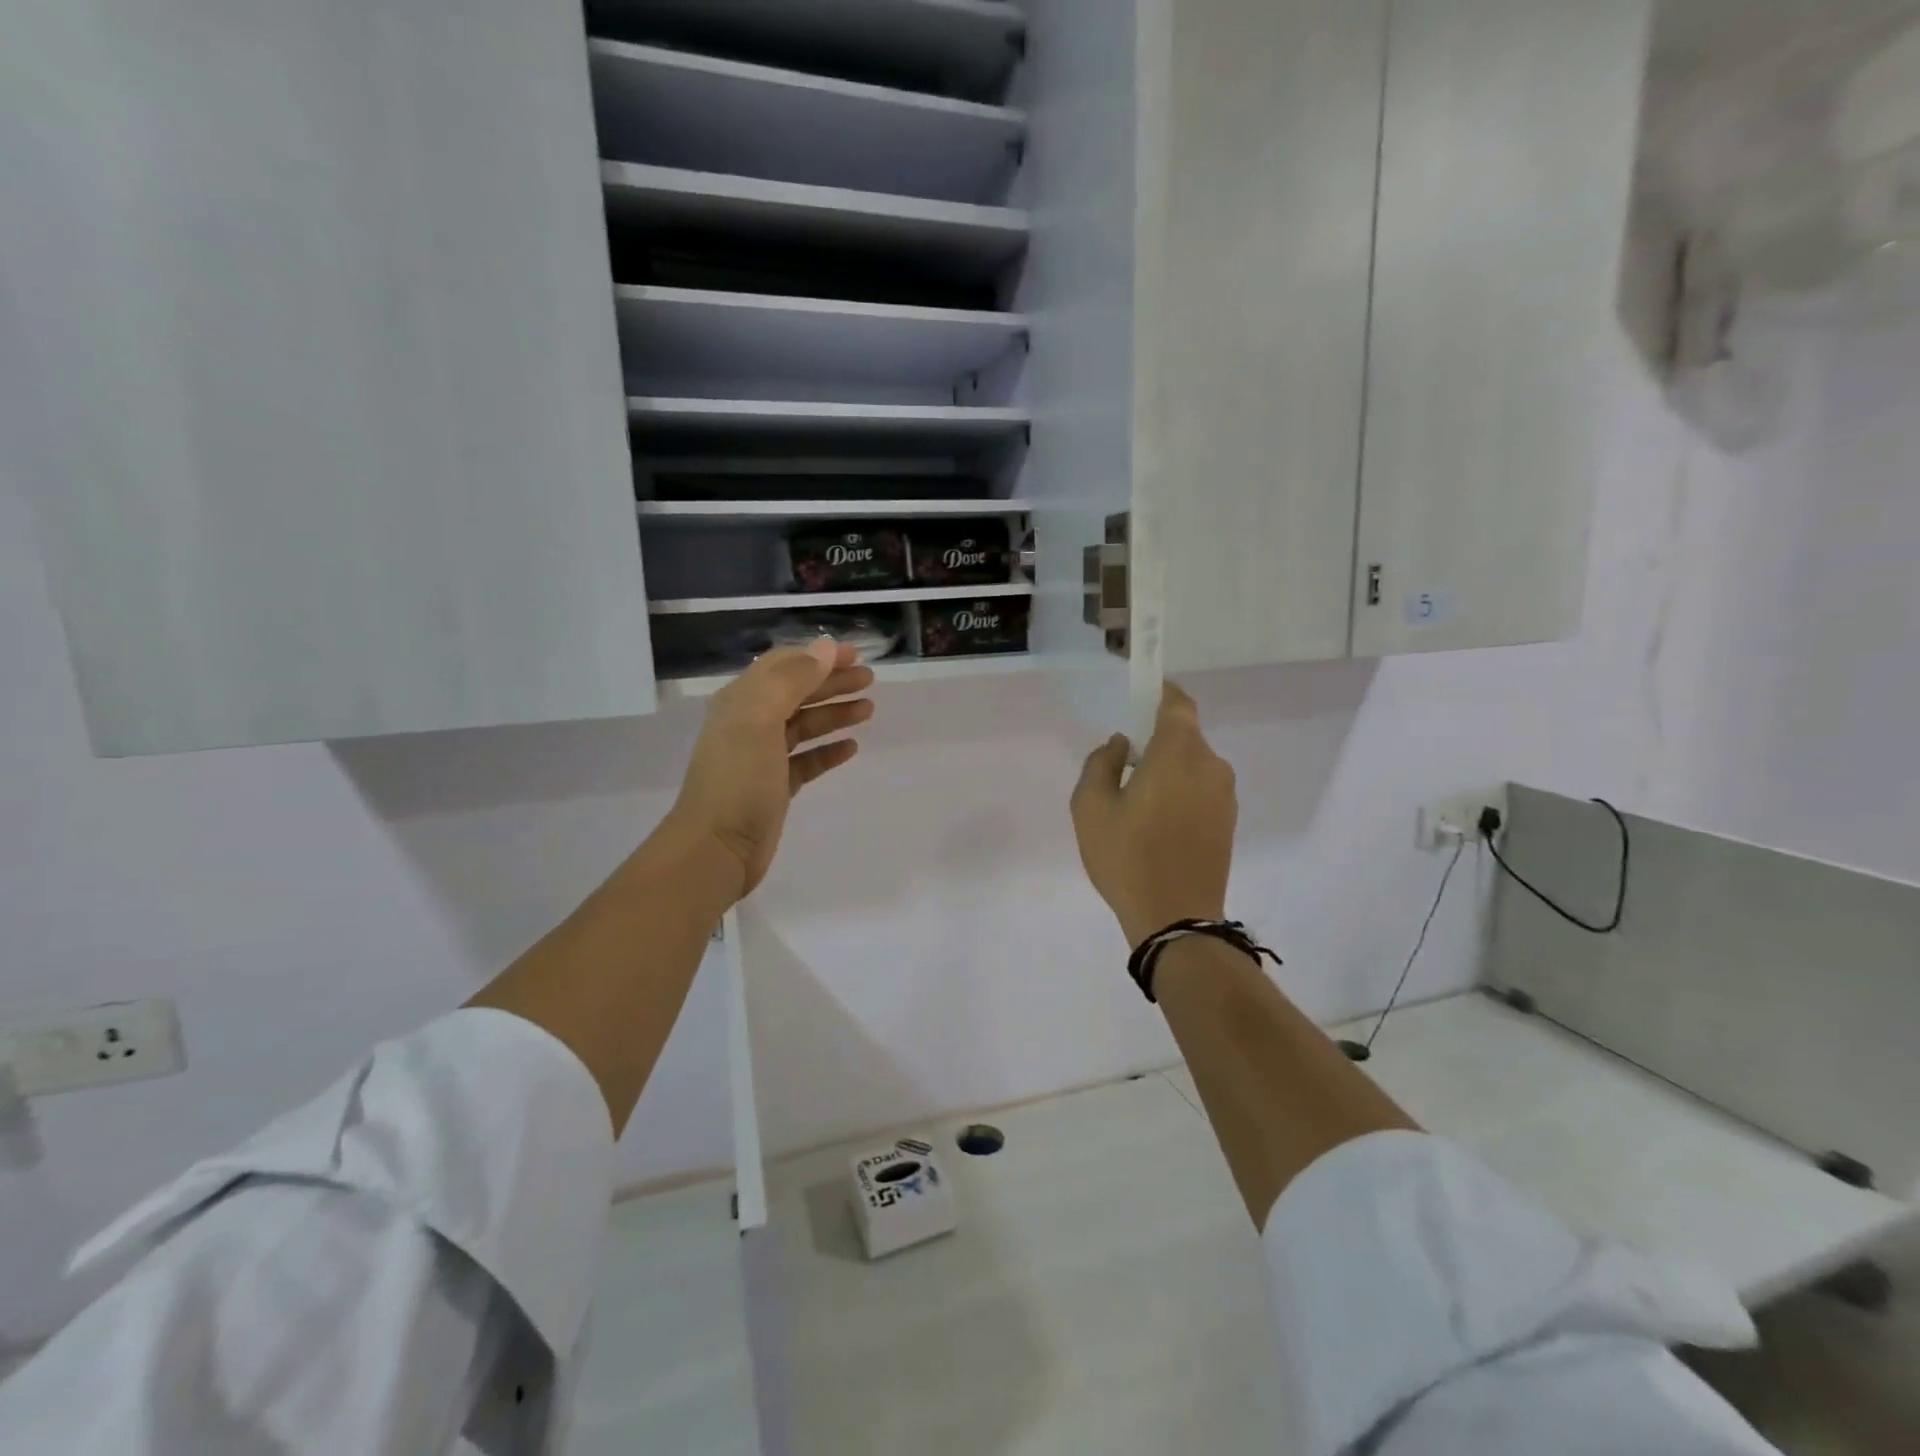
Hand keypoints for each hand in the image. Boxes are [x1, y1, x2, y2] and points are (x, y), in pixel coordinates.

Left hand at [662, 640, 874, 900]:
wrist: (717, 848)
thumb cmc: (738, 779)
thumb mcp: (760, 719)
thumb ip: (793, 680)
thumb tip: (826, 647)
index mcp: (742, 701)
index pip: (784, 666)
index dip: (819, 658)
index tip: (856, 656)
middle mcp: (750, 723)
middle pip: (797, 693)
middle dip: (832, 683)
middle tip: (870, 680)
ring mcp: (762, 757)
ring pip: (804, 725)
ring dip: (835, 714)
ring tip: (868, 710)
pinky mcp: (775, 786)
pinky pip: (806, 760)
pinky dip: (828, 751)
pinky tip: (851, 748)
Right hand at [1071, 684, 1236, 946]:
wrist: (1177, 919)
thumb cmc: (1127, 858)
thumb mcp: (1090, 808)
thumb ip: (1100, 763)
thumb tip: (1121, 745)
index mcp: (1178, 753)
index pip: (1177, 703)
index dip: (1160, 692)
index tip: (1138, 697)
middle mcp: (1211, 765)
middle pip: (1184, 735)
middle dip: (1157, 739)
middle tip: (1125, 764)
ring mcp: (1225, 795)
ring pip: (1194, 764)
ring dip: (1169, 768)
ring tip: (1138, 800)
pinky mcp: (1228, 821)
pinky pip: (1202, 788)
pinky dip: (1181, 790)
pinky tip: (1158, 822)